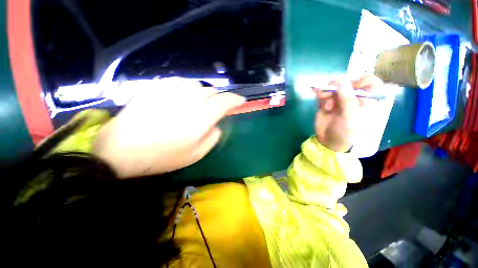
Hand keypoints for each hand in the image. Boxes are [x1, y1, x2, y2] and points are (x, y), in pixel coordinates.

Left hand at [93, 79, 244, 177]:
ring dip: (203, 93)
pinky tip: (183, 97)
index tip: (240, 100)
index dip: (234, 100)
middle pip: (212, 91)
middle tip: (216, 107)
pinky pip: (180, 82)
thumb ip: (212, 137)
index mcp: (199, 120)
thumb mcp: (196, 154)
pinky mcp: (156, 88)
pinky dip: (187, 89)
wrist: (122, 150)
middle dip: (218, 98)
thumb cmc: (163, 157)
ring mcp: (170, 92)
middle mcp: (188, 102)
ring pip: (197, 85)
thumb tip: (217, 124)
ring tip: (199, 102)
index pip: (224, 102)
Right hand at [313, 75, 382, 151]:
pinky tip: (317, 95)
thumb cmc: (346, 132)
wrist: (328, 141)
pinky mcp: (327, 102)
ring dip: (327, 91)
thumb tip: (341, 78)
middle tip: (332, 91)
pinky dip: (320, 92)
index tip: (352, 86)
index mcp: (366, 101)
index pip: (371, 83)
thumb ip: (347, 98)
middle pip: (349, 82)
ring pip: (334, 86)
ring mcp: (339, 100)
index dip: (363, 80)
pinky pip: (324, 92)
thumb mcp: (350, 116)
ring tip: (325, 103)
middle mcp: (353, 98)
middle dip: (339, 85)